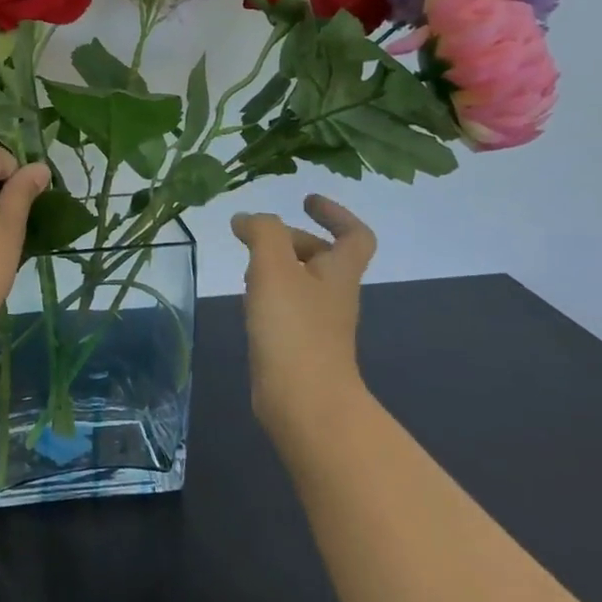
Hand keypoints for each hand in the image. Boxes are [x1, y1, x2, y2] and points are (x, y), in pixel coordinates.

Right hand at [231, 195, 377, 432]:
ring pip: (301, 282)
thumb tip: (246, 219)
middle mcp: (333, 296)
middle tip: (257, 235)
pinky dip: (268, 295)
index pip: (354, 235)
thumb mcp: (274, 267)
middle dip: (291, 239)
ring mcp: (318, 324)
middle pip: (323, 257)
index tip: (305, 200)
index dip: (335, 213)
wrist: (303, 401)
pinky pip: (287, 308)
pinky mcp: (299, 346)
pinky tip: (247, 302)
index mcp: (339, 273)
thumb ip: (263, 233)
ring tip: (246, 266)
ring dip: (276, 267)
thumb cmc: (293, 329)